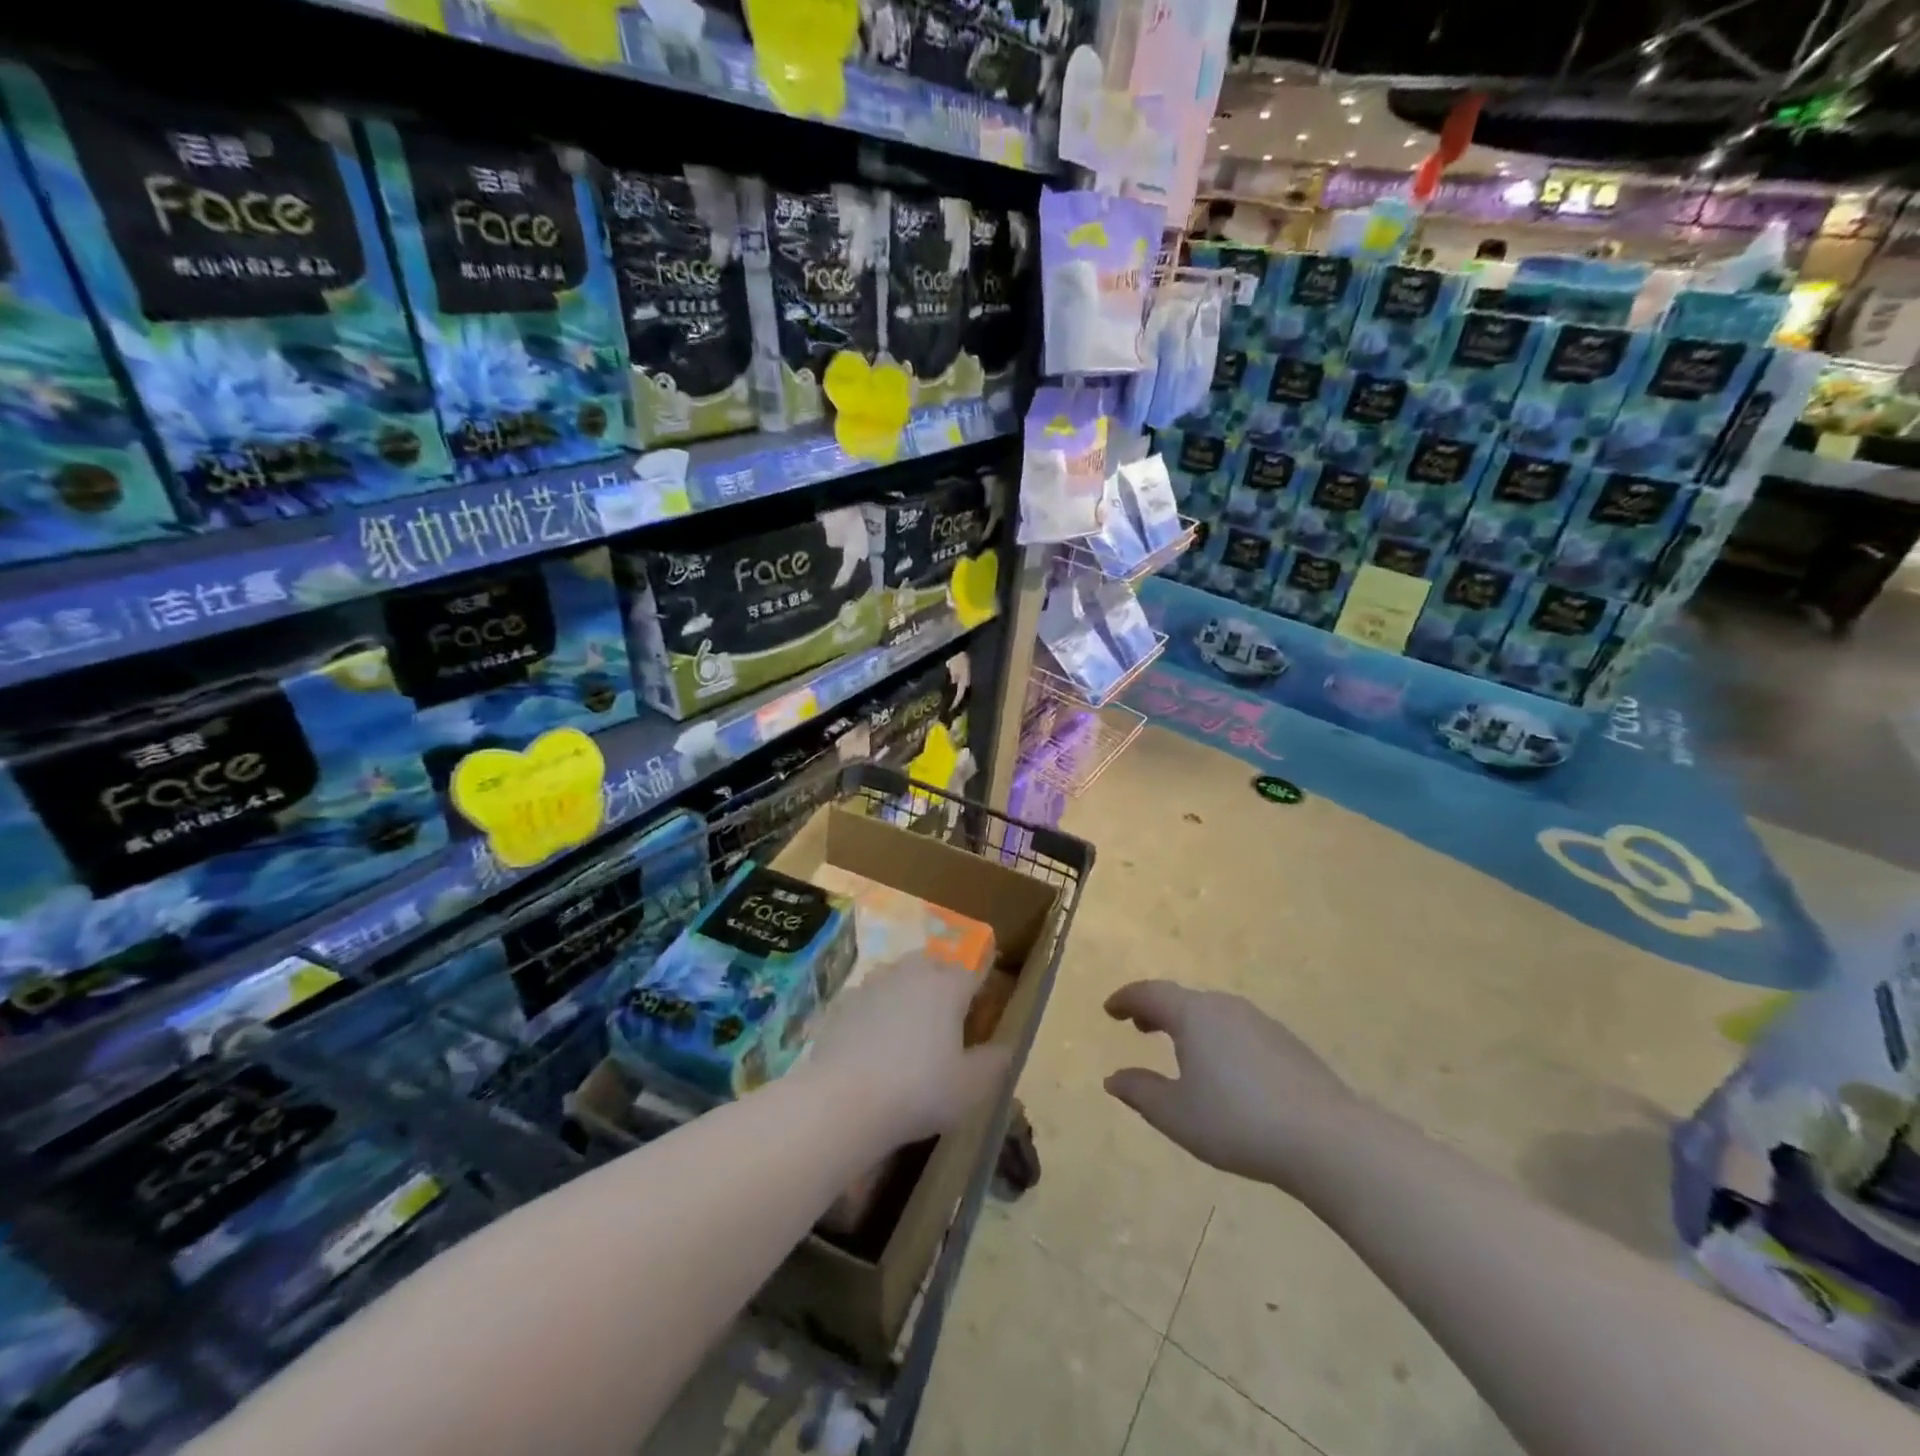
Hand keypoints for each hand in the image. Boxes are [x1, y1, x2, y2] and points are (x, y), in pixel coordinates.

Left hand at [802, 959, 1012, 1149]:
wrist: (842, 1100)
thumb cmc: (919, 1091)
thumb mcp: (971, 1088)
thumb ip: (994, 1063)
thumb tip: (1005, 1046)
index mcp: (948, 986)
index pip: (975, 969)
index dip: (983, 980)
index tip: (986, 994)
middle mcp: (910, 973)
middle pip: (933, 963)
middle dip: (943, 977)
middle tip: (949, 1007)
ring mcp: (872, 984)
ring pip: (897, 974)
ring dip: (907, 988)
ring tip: (910, 1020)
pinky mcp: (842, 1003)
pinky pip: (868, 998)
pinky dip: (875, 1010)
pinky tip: (873, 1039)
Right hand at [1104, 981, 1361, 1190]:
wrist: (1327, 1138)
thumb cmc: (1238, 1122)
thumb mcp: (1177, 1115)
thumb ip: (1140, 1092)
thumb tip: (1113, 1078)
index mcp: (1193, 1015)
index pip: (1150, 994)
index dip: (1126, 999)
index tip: (1110, 1009)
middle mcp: (1225, 1007)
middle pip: (1182, 998)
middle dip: (1156, 1010)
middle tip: (1138, 1027)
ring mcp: (1260, 1022)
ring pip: (1212, 1013)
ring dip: (1188, 1024)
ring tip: (1178, 1049)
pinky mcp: (1286, 1043)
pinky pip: (1238, 1028)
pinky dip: (1217, 1037)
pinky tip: (1224, 1069)